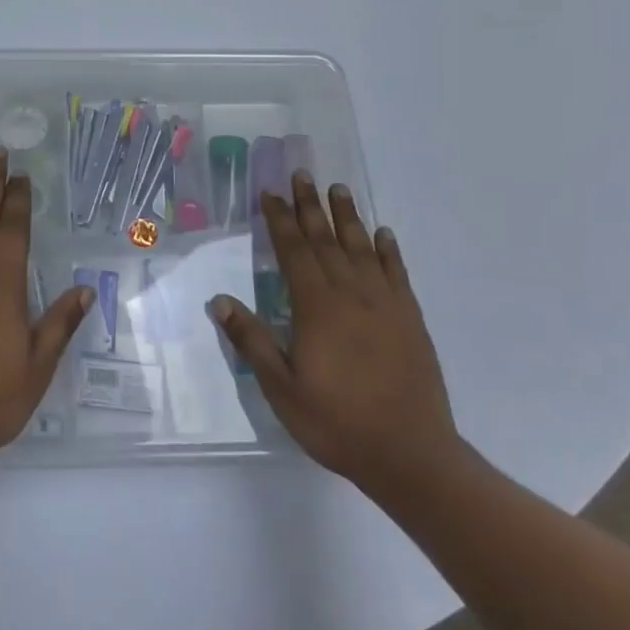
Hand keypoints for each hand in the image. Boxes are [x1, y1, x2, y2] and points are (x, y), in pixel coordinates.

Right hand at [211, 172, 463, 502]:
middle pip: (326, 240)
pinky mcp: (410, 320)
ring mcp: (385, 305)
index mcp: (317, 307)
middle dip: (310, 206)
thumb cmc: (337, 422)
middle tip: (302, 174)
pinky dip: (388, 250)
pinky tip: (383, 234)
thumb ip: (251, 340)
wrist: (411, 455)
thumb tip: (219, 300)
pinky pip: (396, 274)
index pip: (294, 251)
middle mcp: (351, 295)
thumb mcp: (282, 388)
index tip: (270, 193)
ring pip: (362, 249)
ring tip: (338, 189)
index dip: (280, 221)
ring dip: (348, 217)